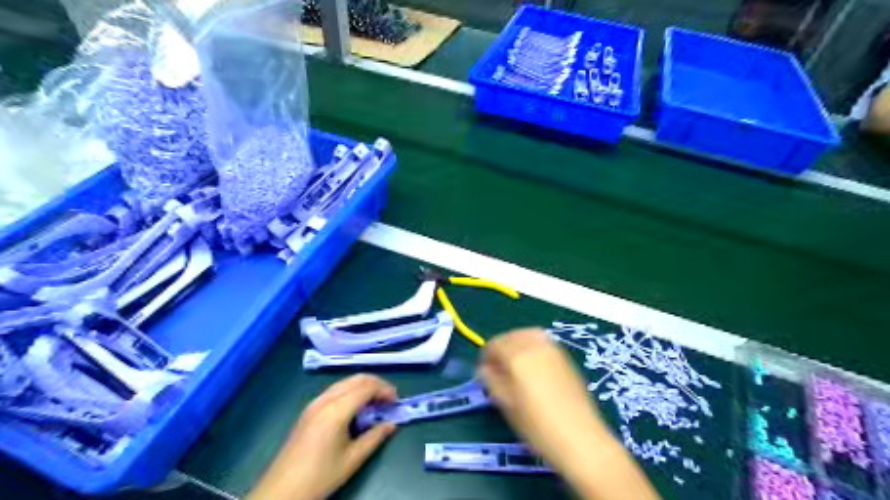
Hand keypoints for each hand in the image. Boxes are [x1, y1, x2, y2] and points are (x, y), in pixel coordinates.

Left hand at [251, 375, 402, 498]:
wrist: (282, 491)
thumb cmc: (320, 477)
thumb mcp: (353, 459)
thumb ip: (375, 437)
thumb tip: (392, 424)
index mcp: (336, 410)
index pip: (366, 387)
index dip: (385, 390)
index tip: (396, 402)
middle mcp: (325, 400)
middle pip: (356, 379)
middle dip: (376, 384)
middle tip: (389, 399)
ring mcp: (314, 403)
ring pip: (345, 382)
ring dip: (363, 387)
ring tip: (375, 404)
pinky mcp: (309, 410)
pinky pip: (335, 390)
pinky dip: (351, 392)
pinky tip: (356, 408)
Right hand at [479, 329, 659, 498]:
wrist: (580, 438)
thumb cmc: (537, 425)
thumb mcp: (506, 405)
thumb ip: (491, 381)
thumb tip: (485, 369)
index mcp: (516, 356)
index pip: (494, 345)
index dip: (486, 357)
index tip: (484, 372)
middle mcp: (534, 345)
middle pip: (511, 336)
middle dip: (501, 347)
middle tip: (498, 367)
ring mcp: (553, 349)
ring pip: (529, 334)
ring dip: (517, 343)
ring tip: (516, 364)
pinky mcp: (566, 357)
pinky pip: (543, 342)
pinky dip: (533, 346)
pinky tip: (533, 366)